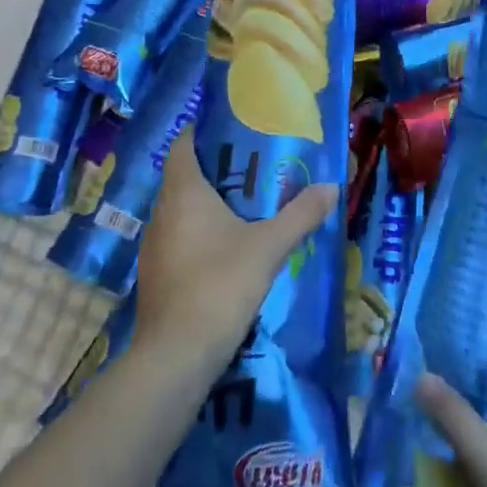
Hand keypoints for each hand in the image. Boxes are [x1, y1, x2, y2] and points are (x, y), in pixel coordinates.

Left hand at [134, 132, 335, 369]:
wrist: (176, 356)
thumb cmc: (220, 285)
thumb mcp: (269, 247)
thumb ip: (301, 214)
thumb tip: (332, 186)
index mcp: (183, 193)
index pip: (183, 145)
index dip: (203, 133)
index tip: (234, 131)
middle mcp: (162, 212)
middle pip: (184, 177)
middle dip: (217, 170)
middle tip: (255, 168)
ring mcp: (155, 246)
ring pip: (181, 210)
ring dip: (208, 204)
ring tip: (247, 206)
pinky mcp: (156, 275)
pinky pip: (179, 238)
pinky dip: (201, 233)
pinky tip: (228, 248)